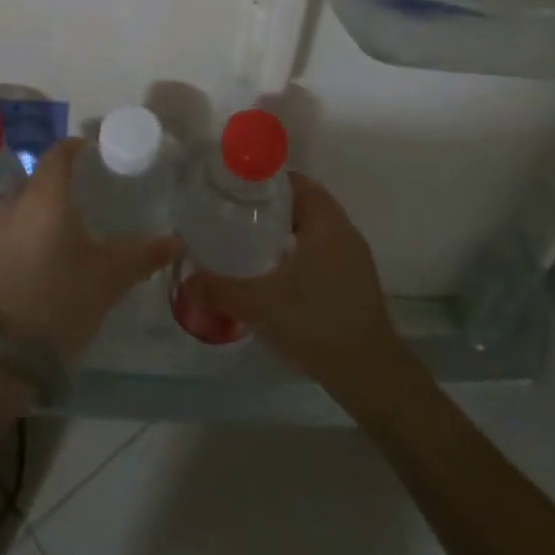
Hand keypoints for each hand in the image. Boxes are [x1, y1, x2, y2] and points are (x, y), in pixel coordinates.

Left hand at [0, 138, 180, 363]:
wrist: (2, 356)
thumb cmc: (61, 300)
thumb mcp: (110, 277)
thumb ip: (144, 254)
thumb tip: (177, 241)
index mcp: (46, 197)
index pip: (58, 153)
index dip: (77, 147)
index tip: (97, 154)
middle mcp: (14, 204)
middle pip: (38, 178)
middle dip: (61, 180)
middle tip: (89, 193)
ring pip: (20, 204)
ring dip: (40, 207)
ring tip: (66, 224)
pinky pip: (7, 230)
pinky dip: (25, 231)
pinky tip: (42, 253)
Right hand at [177, 174, 406, 400]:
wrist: (369, 373)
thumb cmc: (315, 322)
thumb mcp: (259, 305)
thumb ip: (219, 289)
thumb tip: (185, 281)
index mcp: (325, 221)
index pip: (294, 182)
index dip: (264, 182)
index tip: (235, 190)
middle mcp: (344, 230)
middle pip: (303, 203)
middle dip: (270, 207)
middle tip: (236, 216)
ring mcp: (354, 256)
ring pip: (314, 229)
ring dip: (286, 231)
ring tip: (251, 243)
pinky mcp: (356, 280)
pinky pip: (323, 250)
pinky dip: (299, 252)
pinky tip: (277, 274)